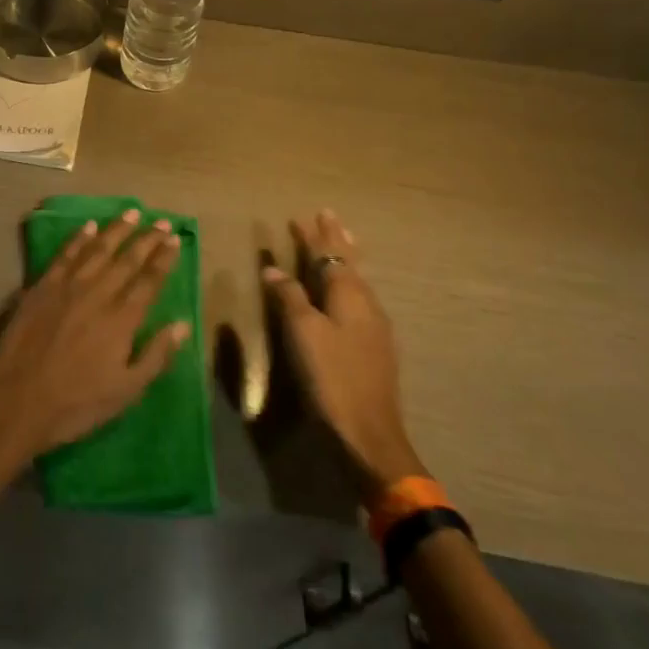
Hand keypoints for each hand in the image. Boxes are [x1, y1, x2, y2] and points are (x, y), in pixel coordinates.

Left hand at [0, 208, 190, 461]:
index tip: (175, 239)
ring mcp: (67, 287)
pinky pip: (64, 254)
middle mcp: (98, 294)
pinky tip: (88, 226)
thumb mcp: (126, 391)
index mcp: (122, 319)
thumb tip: (183, 323)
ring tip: (132, 213)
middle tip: (162, 221)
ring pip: (97, 249)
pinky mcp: (42, 287)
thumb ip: (156, 355)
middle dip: (147, 239)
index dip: (164, 259)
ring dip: (116, 229)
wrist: (17, 400)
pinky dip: (78, 238)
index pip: (149, 281)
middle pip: (127, 259)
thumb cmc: (76, 403)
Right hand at [263, 209, 424, 488]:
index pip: (328, 256)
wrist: (369, 433)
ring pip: (357, 281)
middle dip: (336, 240)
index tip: (303, 215)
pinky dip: (349, 283)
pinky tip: (348, 291)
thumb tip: (273, 270)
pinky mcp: (375, 347)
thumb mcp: (303, 333)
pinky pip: (360, 299)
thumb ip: (289, 298)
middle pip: (349, 263)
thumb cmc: (332, 377)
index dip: (314, 237)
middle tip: (329, 216)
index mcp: (349, 296)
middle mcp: (366, 305)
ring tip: (342, 242)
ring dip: (346, 259)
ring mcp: (374, 327)